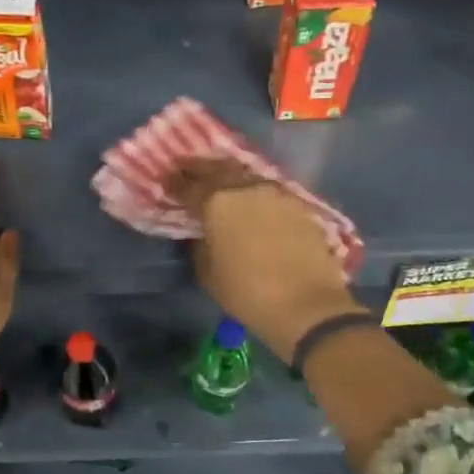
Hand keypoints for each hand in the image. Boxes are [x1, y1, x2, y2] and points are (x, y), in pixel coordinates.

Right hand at [172, 161, 361, 361]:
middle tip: (188, 169)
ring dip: (231, 176)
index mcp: (217, 203)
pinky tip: (253, 202)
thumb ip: (200, 246)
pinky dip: (256, 193)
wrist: (307, 306)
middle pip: (218, 169)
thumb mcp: (209, 274)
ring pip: (247, 176)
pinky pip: (270, 192)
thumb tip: (202, 233)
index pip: (188, 186)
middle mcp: (246, 188)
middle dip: (200, 168)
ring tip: (220, 182)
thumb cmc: (248, 294)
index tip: (166, 180)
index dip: (174, 183)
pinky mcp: (300, 205)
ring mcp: (277, 193)